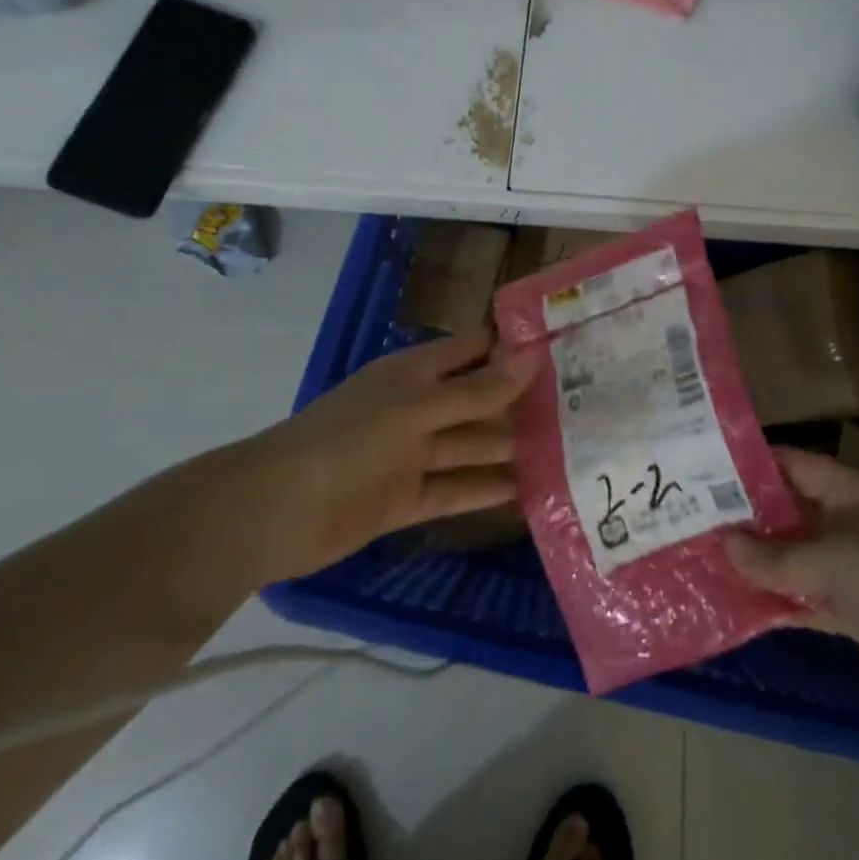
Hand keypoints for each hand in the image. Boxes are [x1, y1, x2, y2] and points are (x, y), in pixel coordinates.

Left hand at [245, 334, 538, 579]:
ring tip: (566, 452)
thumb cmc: (351, 439)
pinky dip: (487, 490)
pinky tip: (529, 492)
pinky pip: (456, 489)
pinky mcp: (407, 498)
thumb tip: (533, 359)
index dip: (512, 349)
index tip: (563, 351)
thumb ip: (476, 390)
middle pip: (477, 400)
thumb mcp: (418, 408)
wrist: (277, 510)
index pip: (473, 351)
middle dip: (519, 403)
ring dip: (510, 449)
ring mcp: (412, 454)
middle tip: (582, 409)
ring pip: (471, 446)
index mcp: (415, 373)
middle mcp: (418, 408)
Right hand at [725, 448, 858, 758]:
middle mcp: (853, 524)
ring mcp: (855, 571)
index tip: (704, 464)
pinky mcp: (856, 614)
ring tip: (703, 554)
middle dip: (746, 514)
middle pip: (791, 510)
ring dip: (757, 559)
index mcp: (857, 495)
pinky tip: (736, 602)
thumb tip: (724, 544)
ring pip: (795, 555)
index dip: (754, 462)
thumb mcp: (841, 564)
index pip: (797, 464)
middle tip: (691, 514)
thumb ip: (780, 557)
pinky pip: (806, 596)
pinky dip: (777, 598)